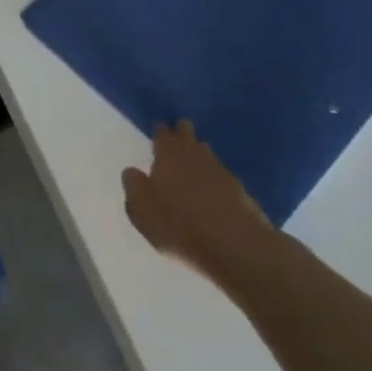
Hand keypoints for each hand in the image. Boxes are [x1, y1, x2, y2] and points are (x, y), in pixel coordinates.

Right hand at [121, 121, 274, 280]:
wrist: (236, 245)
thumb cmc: (178, 225)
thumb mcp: (141, 210)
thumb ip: (134, 187)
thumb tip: (131, 171)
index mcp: (167, 157)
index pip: (163, 136)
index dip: (161, 131)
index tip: (160, 125)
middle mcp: (195, 158)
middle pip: (189, 138)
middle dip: (183, 132)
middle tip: (180, 127)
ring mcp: (221, 173)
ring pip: (207, 154)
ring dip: (200, 151)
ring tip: (194, 152)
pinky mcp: (241, 192)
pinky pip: (221, 174)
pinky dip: (213, 174)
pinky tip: (211, 182)